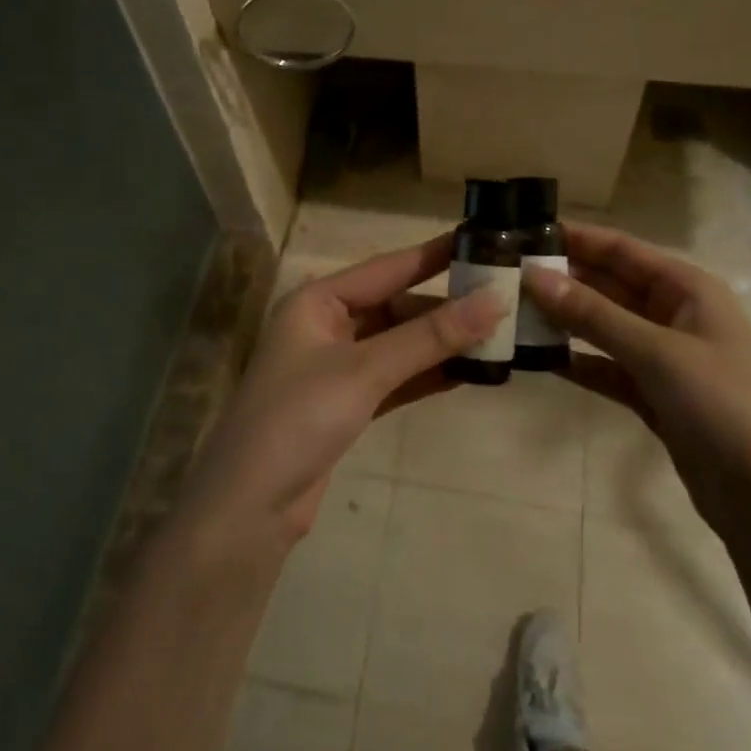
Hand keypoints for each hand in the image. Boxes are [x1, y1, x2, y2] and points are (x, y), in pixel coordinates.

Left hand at [178, 234, 501, 555]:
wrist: (248, 509)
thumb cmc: (299, 419)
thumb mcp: (365, 371)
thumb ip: (430, 337)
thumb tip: (494, 300)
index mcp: (317, 301)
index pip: (387, 268)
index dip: (434, 256)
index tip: (481, 241)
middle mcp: (325, 325)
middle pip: (394, 307)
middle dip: (444, 307)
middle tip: (501, 300)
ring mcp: (334, 367)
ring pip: (397, 344)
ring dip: (439, 343)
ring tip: (497, 336)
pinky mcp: (345, 404)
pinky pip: (394, 377)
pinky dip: (425, 374)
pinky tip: (466, 372)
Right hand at [523, 222, 750, 527]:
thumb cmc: (721, 404)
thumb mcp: (656, 352)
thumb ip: (592, 314)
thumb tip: (534, 276)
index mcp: (687, 289)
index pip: (622, 250)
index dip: (577, 238)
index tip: (526, 231)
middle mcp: (676, 315)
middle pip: (610, 285)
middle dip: (565, 279)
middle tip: (509, 274)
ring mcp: (665, 357)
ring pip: (605, 327)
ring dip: (567, 320)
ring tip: (515, 312)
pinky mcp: (655, 396)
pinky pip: (608, 368)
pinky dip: (580, 363)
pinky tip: (542, 360)